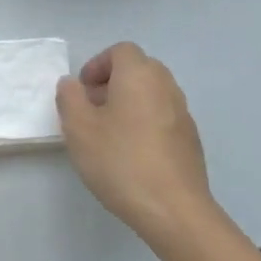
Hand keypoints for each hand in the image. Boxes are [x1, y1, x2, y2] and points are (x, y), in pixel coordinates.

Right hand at [56, 43, 214, 241]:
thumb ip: (70, 98)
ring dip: (128, 103)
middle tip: (91, 109)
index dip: (97, 64)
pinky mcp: (190, 140)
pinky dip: (144, 123)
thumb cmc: (120, 161)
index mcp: (139, 75)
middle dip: (112, 83)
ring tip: (108, 134)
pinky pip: (162, 117)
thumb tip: (72, 84)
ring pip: (151, 94)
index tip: (82, 90)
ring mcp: (183, 113)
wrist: (173, 209)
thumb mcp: (79, 128)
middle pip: (138, 69)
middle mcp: (166, 86)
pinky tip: (131, 154)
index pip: (120, 51)